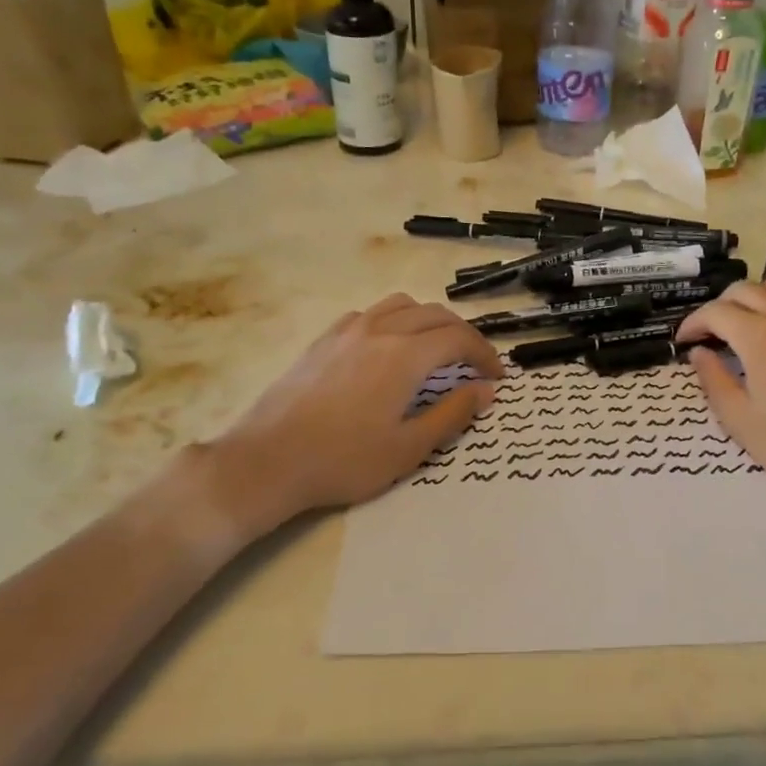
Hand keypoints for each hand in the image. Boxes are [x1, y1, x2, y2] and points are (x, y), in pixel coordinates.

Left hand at [201, 294, 502, 530]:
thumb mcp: (409, 448)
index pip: (460, 339)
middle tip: (475, 364)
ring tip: (436, 348)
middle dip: (464, 335)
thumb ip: (453, 414)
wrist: (268, 460)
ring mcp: (347, 330)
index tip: (497, 377)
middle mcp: (380, 331)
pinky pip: (369, 314)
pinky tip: (388, 349)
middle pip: (435, 315)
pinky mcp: (324, 339)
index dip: (485, 355)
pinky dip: (393, 321)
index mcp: (405, 356)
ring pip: (401, 305)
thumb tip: (486, 391)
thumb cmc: (344, 460)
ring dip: (429, 321)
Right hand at [676, 279, 765, 495]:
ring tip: (744, 325)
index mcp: (758, 336)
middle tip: (708, 334)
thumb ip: (712, 379)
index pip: (715, 313)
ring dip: (753, 298)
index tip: (683, 341)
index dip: (693, 323)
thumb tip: (698, 353)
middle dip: (719, 307)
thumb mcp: (738, 419)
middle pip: (744, 290)